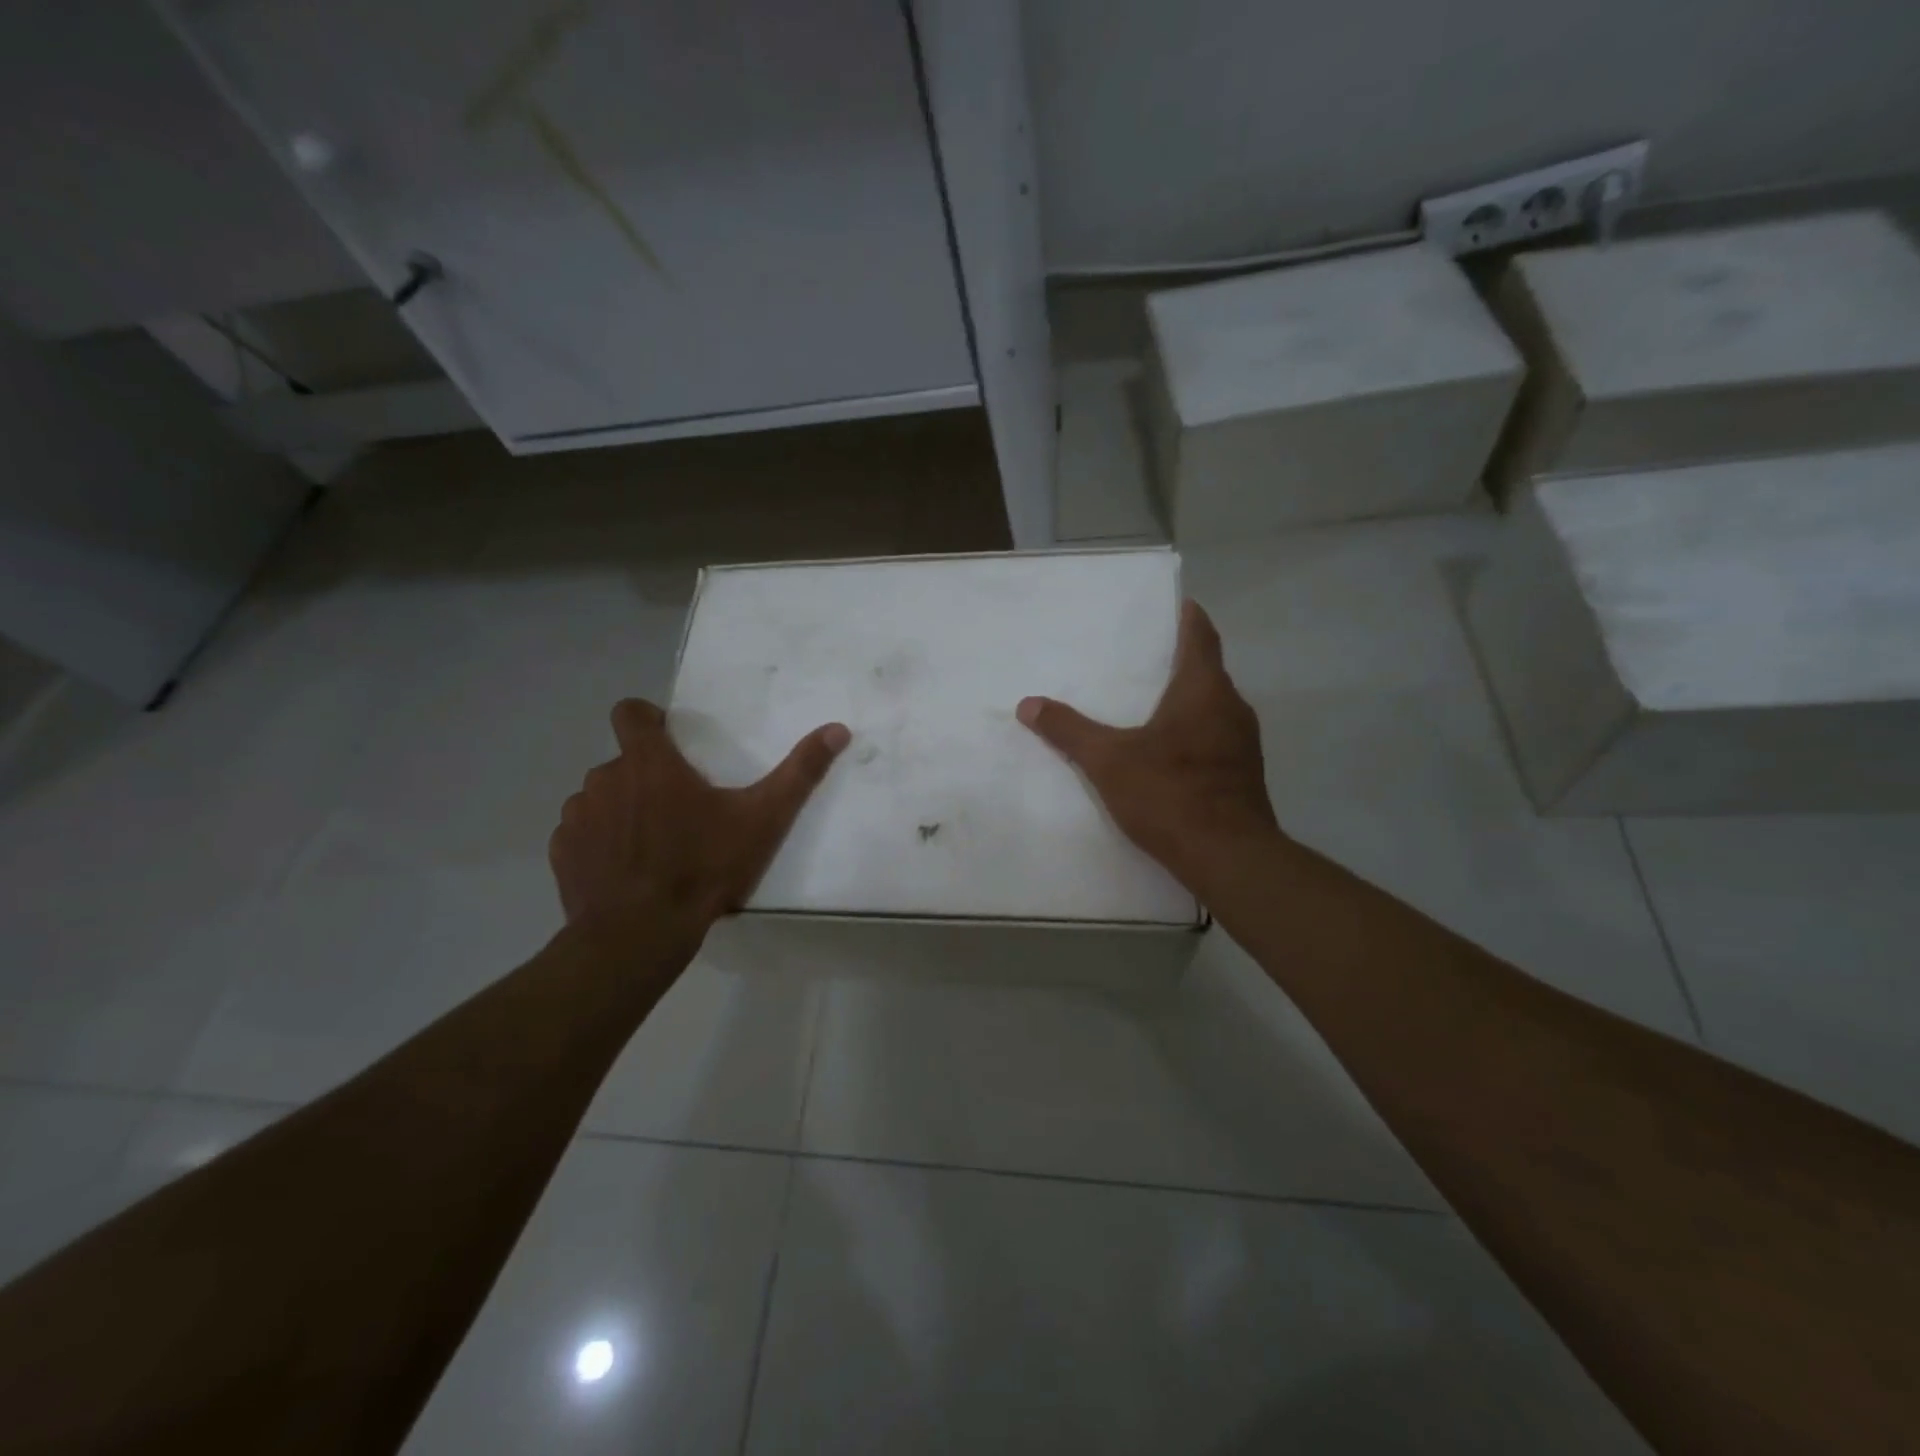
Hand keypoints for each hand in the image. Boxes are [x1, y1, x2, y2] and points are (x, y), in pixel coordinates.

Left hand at [550, 699, 849, 938]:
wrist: (639, 934)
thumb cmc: (703, 867)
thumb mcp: (764, 819)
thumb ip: (800, 772)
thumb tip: (838, 729)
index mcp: (650, 763)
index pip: (630, 712)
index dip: (647, 718)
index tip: (669, 740)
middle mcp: (605, 778)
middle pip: (624, 761)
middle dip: (647, 777)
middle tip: (680, 810)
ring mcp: (578, 816)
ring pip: (601, 797)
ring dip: (622, 809)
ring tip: (653, 845)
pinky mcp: (561, 853)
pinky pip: (581, 833)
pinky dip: (601, 843)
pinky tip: (625, 872)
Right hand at [1017, 599, 1278, 891]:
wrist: (1228, 857)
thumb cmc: (1170, 793)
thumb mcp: (1108, 760)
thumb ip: (1068, 730)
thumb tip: (1028, 704)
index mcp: (1204, 690)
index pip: (1200, 636)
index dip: (1188, 617)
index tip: (1175, 603)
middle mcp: (1232, 707)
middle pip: (1207, 671)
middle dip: (1178, 661)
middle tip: (1143, 658)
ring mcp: (1244, 743)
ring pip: (1213, 707)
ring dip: (1186, 700)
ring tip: (1148, 703)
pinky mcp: (1244, 774)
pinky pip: (1216, 737)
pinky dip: (1193, 732)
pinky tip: (1167, 752)